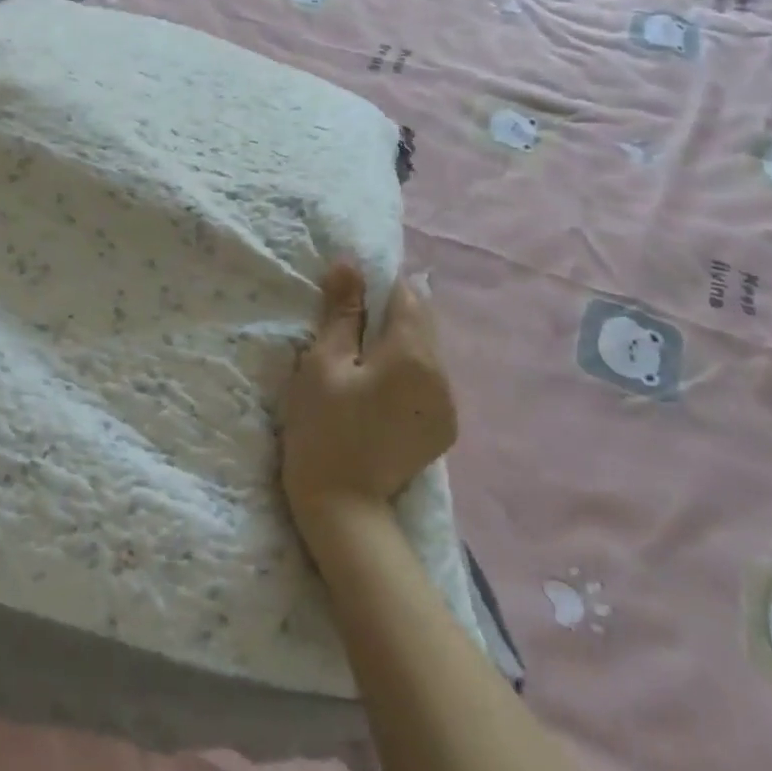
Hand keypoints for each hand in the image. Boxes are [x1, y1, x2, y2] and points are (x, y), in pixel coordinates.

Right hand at [280, 263, 457, 530]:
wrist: (342, 506)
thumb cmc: (323, 428)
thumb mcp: (323, 363)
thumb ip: (342, 312)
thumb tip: (349, 264)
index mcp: (415, 355)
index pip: (406, 295)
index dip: (376, 287)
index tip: (346, 299)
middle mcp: (443, 375)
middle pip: (421, 322)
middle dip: (388, 315)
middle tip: (348, 332)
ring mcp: (449, 404)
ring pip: (426, 351)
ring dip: (398, 344)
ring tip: (361, 363)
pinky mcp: (444, 427)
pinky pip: (428, 380)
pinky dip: (407, 372)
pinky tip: (377, 392)